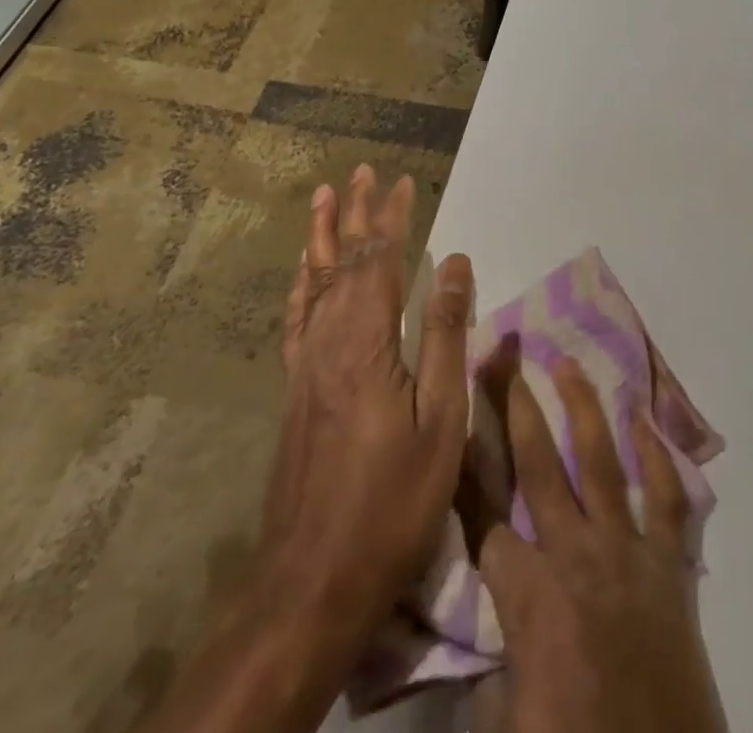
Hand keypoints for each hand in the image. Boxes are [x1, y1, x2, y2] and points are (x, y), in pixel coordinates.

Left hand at [259, 164, 474, 648]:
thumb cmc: (392, 499)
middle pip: (343, 262)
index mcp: (366, 342)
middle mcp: (328, 341)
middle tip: (362, 172)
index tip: (404, 181)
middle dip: (356, 214)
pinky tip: (304, 275)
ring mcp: (306, 366)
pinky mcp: (295, 391)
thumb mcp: (439, 417)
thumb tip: (457, 262)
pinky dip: (302, 284)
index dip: (392, 218)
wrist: (312, 580)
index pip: (380, 261)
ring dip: (323, 238)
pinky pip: (297, 318)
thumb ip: (444, 334)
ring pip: (313, 283)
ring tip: (325, 200)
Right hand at [468, 356, 727, 732]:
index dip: (464, 474)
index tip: (453, 422)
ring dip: (583, 408)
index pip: (485, 521)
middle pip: (540, 468)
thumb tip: (484, 624)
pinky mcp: (670, 564)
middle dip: (516, 410)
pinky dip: (658, 455)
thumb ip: (494, 658)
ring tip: (566, 364)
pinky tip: (643, 418)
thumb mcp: (508, 718)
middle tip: (504, 360)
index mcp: (531, 598)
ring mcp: (629, 551)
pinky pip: (668, 497)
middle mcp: (578, 556)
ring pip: (601, 462)